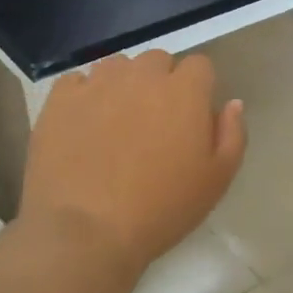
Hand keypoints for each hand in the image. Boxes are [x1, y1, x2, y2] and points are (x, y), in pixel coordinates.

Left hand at [21, 51, 245, 280]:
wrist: (86, 231)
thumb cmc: (162, 209)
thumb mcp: (217, 180)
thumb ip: (232, 134)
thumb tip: (231, 104)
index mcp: (184, 91)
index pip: (199, 65)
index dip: (198, 88)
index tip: (192, 117)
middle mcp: (142, 76)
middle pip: (157, 61)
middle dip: (160, 82)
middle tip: (155, 121)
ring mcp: (97, 83)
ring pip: (117, 66)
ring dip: (122, 84)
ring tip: (116, 121)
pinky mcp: (60, 99)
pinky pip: (77, 82)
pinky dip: (84, 96)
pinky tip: (83, 125)